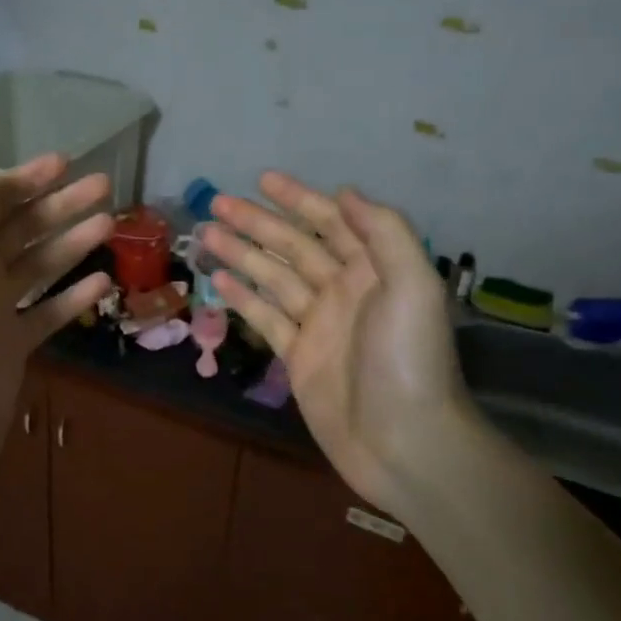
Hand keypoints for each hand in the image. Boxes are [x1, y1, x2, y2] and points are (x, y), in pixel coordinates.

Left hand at [0, 153, 114, 497]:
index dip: (26, 179)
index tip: (66, 162)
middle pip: (22, 229)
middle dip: (60, 205)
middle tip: (105, 185)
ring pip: (40, 266)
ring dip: (72, 242)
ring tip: (111, 224)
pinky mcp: (16, 345)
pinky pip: (49, 311)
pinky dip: (74, 295)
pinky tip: (104, 281)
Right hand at [202, 173, 484, 513]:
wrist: (404, 441)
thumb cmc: (408, 358)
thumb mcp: (413, 286)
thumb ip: (384, 232)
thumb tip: (344, 192)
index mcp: (373, 269)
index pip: (331, 222)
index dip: (298, 199)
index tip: (262, 180)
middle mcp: (344, 290)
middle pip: (293, 246)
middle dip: (257, 223)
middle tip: (216, 203)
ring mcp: (318, 324)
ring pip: (272, 278)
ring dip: (241, 254)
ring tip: (206, 234)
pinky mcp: (298, 356)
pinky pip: (266, 317)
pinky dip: (243, 298)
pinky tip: (218, 280)